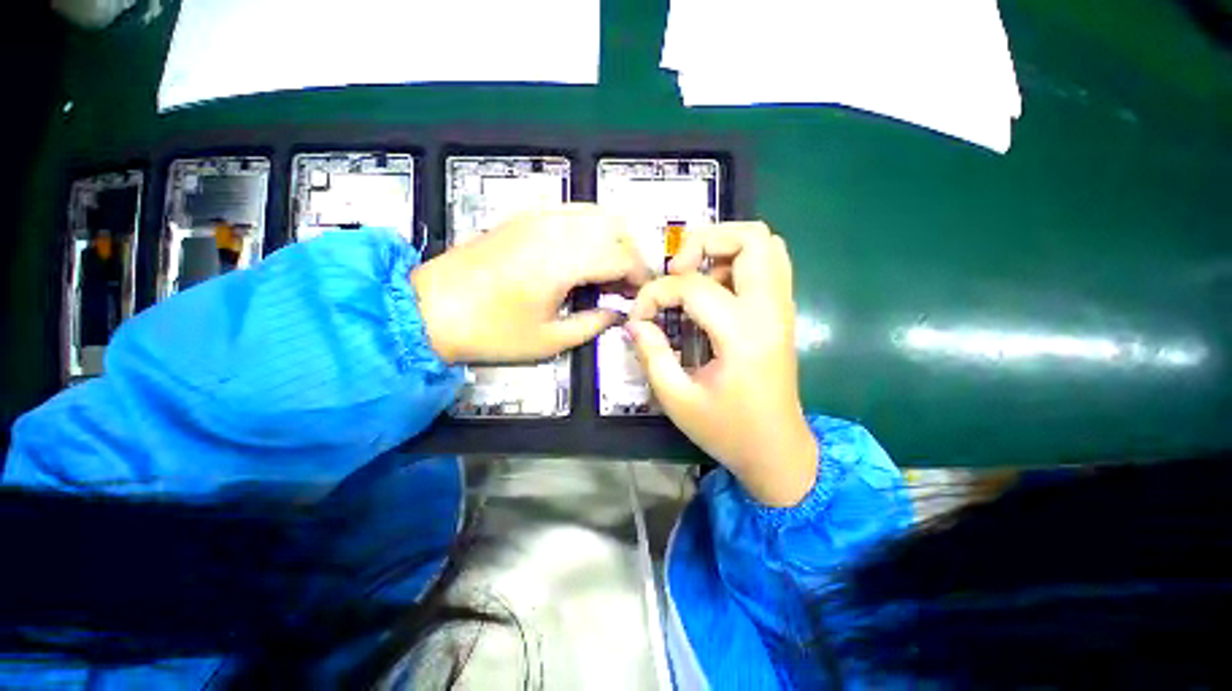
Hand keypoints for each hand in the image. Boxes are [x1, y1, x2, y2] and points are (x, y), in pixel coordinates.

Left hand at [411, 204, 649, 363]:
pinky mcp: (524, 215)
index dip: (640, 276)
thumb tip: (617, 313)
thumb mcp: (549, 340)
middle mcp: (556, 228)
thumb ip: (593, 324)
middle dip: (632, 254)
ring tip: (610, 269)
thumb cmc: (492, 332)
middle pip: (616, 227)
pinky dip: (591, 228)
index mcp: (565, 260)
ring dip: (614, 238)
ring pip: (596, 212)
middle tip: (628, 284)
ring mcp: (538, 216)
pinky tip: (584, 253)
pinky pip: (572, 211)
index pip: (622, 257)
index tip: (641, 296)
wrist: (429, 309)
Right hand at [627, 222, 817, 506]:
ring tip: (695, 276)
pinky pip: (769, 265)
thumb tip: (635, 321)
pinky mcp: (782, 314)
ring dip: (724, 248)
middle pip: (751, 237)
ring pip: (765, 244)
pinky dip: (739, 262)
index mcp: (742, 334)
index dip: (655, 294)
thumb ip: (651, 353)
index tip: (639, 317)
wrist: (778, 451)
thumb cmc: (727, 431)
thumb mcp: (677, 398)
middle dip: (704, 240)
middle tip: (676, 270)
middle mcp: (769, 311)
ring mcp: (782, 309)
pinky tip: (715, 290)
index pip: (692, 286)